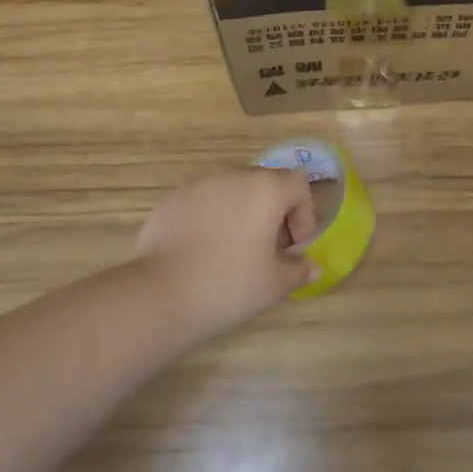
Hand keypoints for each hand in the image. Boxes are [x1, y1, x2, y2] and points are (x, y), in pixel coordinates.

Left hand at [133, 170, 319, 342]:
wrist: (160, 295)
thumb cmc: (229, 285)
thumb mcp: (273, 284)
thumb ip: (298, 270)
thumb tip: (312, 266)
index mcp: (265, 189)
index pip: (298, 184)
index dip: (303, 214)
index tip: (292, 247)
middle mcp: (234, 176)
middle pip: (265, 184)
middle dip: (273, 213)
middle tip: (267, 251)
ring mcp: (200, 185)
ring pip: (233, 192)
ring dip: (242, 214)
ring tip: (233, 253)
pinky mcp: (173, 200)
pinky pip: (204, 203)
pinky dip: (212, 220)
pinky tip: (202, 253)